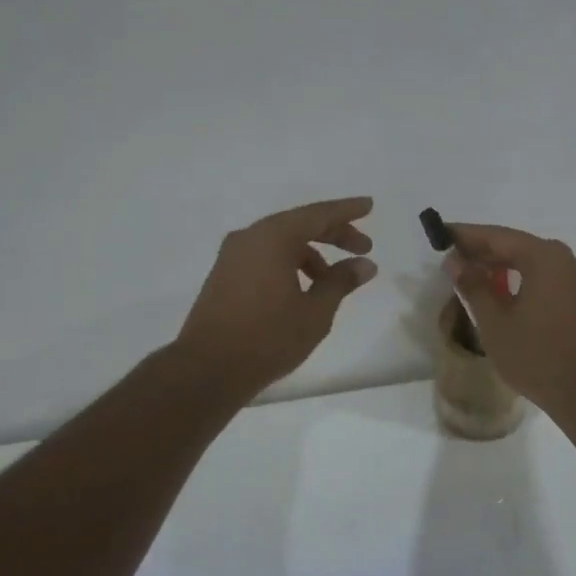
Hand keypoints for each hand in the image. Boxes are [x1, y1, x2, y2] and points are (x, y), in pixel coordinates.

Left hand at [175, 197, 377, 398]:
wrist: (206, 370)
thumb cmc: (267, 338)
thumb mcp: (315, 312)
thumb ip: (341, 282)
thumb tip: (365, 264)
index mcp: (273, 237)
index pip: (318, 214)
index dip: (347, 211)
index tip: (369, 205)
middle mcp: (250, 237)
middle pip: (299, 225)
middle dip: (334, 234)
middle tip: (363, 248)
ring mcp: (232, 256)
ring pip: (281, 243)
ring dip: (311, 254)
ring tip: (334, 281)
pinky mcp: (224, 276)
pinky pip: (265, 257)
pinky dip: (289, 264)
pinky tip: (303, 290)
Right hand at [445, 223, 575, 422]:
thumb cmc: (537, 356)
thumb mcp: (495, 322)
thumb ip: (473, 286)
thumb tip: (455, 261)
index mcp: (544, 257)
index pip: (497, 236)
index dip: (466, 235)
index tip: (441, 234)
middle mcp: (564, 258)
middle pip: (516, 245)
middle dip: (482, 251)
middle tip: (451, 258)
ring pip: (530, 261)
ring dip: (500, 266)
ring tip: (470, 276)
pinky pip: (544, 276)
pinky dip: (519, 278)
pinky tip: (500, 292)